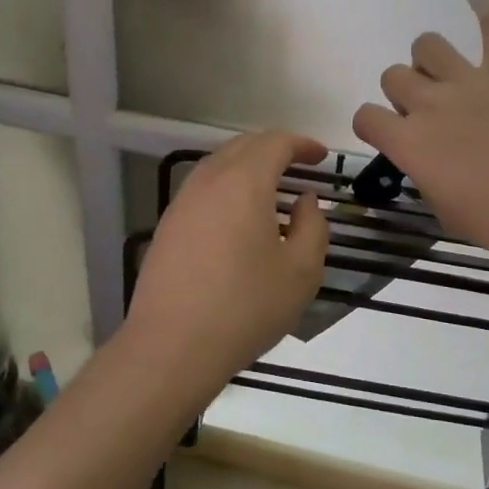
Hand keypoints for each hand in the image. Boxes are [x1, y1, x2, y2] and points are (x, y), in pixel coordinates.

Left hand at [124, 131, 328, 386]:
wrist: (172, 347)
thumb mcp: (301, 271)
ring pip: (219, 164)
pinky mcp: (167, 226)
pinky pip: (203, 189)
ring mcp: (182, 202)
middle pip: (243, 146)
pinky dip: (227, 187)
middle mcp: (209, 180)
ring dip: (248, 166)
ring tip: (271, 189)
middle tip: (299, 165)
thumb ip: (313, 226)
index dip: (301, 144)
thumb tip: (305, 201)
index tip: (321, 156)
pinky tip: (239, 217)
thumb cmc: (246, 307)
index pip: (275, 142)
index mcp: (244, 182)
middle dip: (274, 148)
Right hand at [353, 0, 488, 266]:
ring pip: (428, 44)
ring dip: (429, 59)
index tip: (388, 135)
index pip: (366, 117)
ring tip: (445, 75)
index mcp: (409, 142)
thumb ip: (425, 176)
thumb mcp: (445, 211)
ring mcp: (470, 81)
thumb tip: (427, 160)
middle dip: (403, 94)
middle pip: (394, 76)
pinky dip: (486, 5)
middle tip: (428, 115)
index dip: (373, 125)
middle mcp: (430, 103)